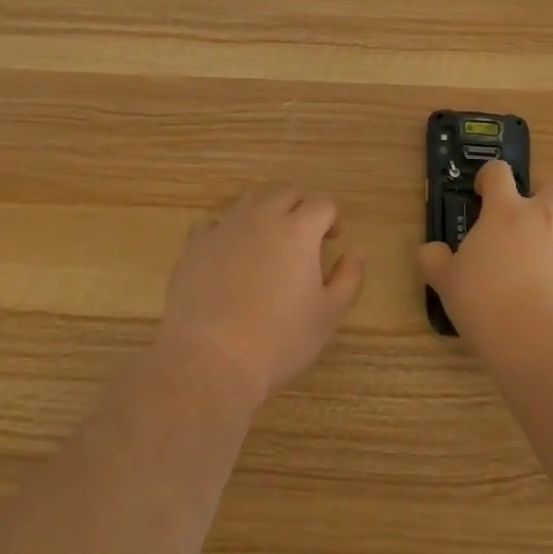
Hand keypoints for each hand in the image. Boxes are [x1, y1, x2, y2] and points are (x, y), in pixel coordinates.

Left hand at [158, 185, 364, 407]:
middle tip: (305, 237)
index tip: (333, 238)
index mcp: (298, 230)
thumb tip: (357, 252)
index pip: (322, 205)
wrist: (210, 359)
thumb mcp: (328, 315)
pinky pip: (214, 222)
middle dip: (301, 208)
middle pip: (287, 194)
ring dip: (266, 209)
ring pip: (251, 199)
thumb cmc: (279, 340)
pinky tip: (229, 250)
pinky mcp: (196, 244)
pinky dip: (227, 228)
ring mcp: (225, 227)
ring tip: (269, 238)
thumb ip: (349, 278)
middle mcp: (262, 217)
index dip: (333, 218)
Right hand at [418, 160, 552, 351]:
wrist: (541, 342)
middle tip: (523, 219)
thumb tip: (431, 251)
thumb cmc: (486, 301)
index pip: (500, 171)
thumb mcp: (446, 281)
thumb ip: (434, 259)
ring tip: (536, 262)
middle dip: (543, 195)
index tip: (482, 193)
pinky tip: (548, 294)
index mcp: (505, 211)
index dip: (490, 176)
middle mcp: (541, 219)